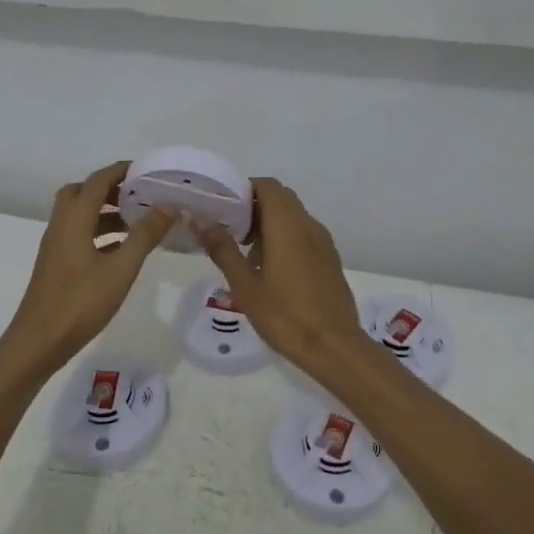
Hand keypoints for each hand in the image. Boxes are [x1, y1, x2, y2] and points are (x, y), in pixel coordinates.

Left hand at [0, 161, 177, 380]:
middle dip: (110, 188)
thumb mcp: (121, 268)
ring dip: (106, 211)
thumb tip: (169, 205)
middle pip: (82, 192)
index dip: (121, 170)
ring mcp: (56, 245)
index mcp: (74, 219)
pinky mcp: (57, 264)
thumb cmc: (80, 302)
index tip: (147, 170)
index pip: (98, 181)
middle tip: (139, 194)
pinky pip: (79, 234)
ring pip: (80, 215)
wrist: (38, 342)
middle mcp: (61, 225)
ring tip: (139, 220)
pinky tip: (122, 249)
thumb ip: (145, 235)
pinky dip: (100, 232)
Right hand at [194, 178, 363, 372]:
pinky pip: (304, 234)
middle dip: (254, 207)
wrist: (334, 347)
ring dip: (269, 224)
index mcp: (288, 225)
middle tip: (230, 231)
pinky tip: (270, 270)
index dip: (245, 189)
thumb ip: (222, 248)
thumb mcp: (245, 285)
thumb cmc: (285, 315)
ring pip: (293, 217)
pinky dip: (285, 238)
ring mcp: (323, 242)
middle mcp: (308, 225)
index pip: (268, 186)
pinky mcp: (329, 259)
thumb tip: (199, 219)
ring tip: (246, 255)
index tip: (223, 207)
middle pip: (281, 199)